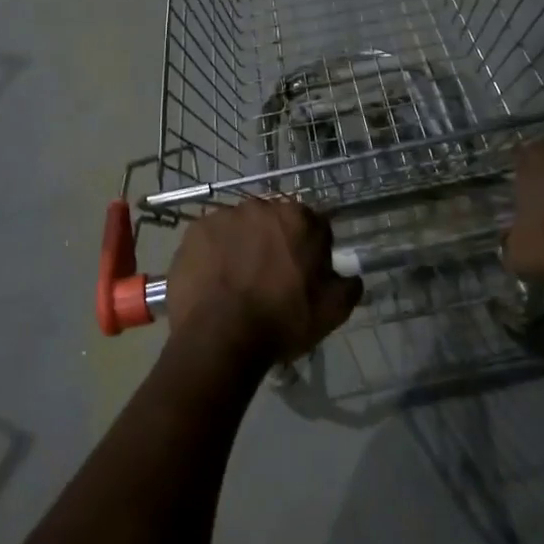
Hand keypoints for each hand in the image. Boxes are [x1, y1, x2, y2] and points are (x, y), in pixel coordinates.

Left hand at [167, 198, 362, 367]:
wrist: (219, 338)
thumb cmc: (280, 322)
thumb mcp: (331, 312)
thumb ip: (348, 285)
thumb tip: (349, 275)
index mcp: (299, 218)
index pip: (312, 225)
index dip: (309, 249)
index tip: (303, 273)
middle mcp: (261, 206)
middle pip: (273, 222)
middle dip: (274, 242)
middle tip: (268, 277)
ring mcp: (224, 215)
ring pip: (240, 227)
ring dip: (242, 244)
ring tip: (236, 280)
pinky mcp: (195, 230)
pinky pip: (211, 237)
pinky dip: (214, 252)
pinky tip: (214, 279)